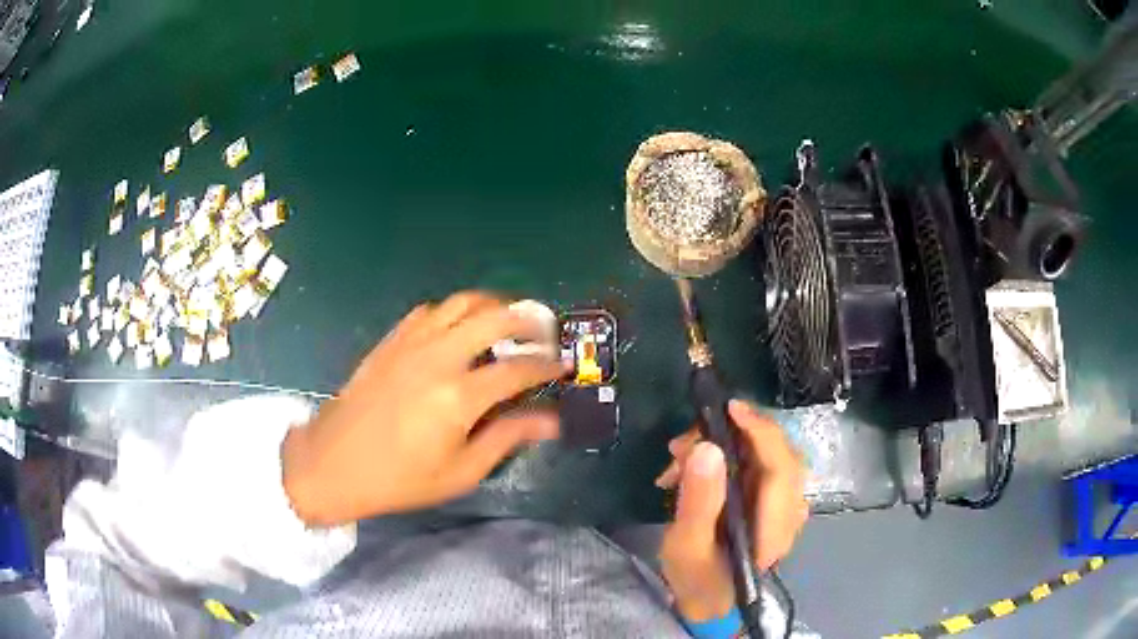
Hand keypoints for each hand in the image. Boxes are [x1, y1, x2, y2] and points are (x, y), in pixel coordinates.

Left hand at [282, 292, 564, 526]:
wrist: (334, 464)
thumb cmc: (399, 479)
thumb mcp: (460, 472)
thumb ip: (506, 438)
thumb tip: (550, 421)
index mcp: (459, 397)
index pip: (518, 369)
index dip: (547, 365)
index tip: (562, 366)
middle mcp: (438, 358)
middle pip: (494, 317)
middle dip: (527, 320)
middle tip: (541, 333)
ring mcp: (411, 343)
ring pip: (461, 303)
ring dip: (491, 306)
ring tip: (506, 322)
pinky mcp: (390, 341)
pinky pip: (429, 311)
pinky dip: (453, 312)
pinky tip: (458, 329)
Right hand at [655, 400, 808, 620]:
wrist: (710, 602)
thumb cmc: (697, 580)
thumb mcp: (686, 546)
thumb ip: (699, 500)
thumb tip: (707, 447)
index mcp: (775, 528)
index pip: (782, 468)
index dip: (761, 432)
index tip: (729, 409)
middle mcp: (788, 512)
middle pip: (774, 455)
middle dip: (729, 438)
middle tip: (681, 445)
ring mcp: (782, 506)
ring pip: (762, 457)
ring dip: (721, 447)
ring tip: (676, 460)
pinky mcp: (769, 502)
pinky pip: (753, 466)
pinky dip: (724, 458)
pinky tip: (691, 470)